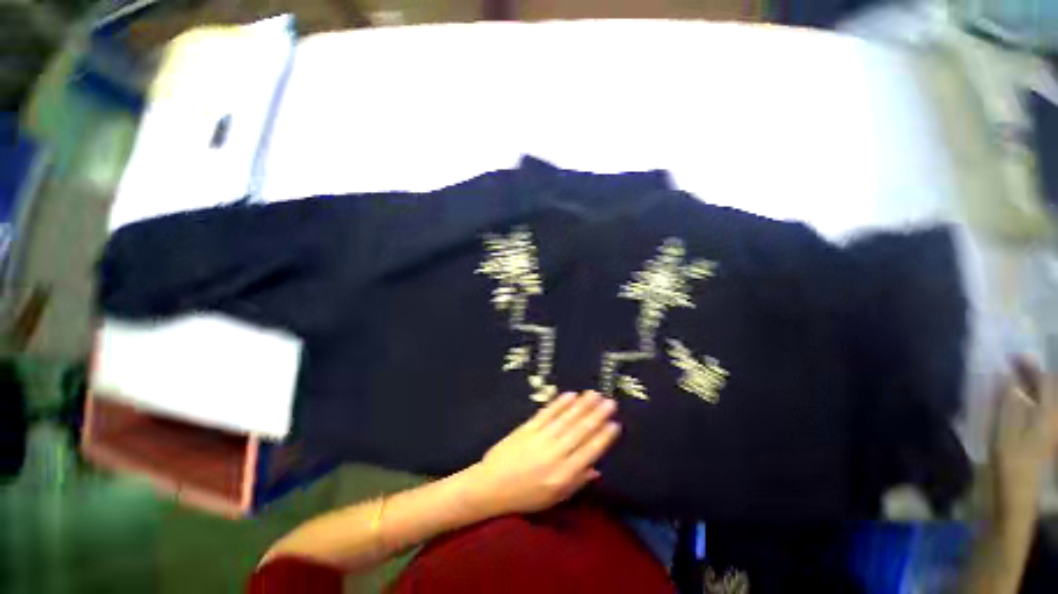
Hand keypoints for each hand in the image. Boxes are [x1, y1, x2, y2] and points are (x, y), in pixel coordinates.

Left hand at [461, 391, 620, 516]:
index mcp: (563, 475)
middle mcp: (554, 455)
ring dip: (581, 405)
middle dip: (596, 415)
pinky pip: (546, 413)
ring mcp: (540, 439)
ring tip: (594, 394)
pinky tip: (570, 395)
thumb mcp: (554, 498)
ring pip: (565, 419)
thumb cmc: (525, 496)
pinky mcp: (527, 428)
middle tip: (610, 401)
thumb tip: (597, 469)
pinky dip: (559, 404)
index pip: (589, 453)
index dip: (603, 437)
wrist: (491, 486)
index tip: (615, 424)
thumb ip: (577, 482)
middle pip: (579, 431)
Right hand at [991, 358, 1057, 525]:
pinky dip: (1022, 402)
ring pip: (1040, 401)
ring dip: (1025, 388)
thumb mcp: (1006, 436)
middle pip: (1047, 391)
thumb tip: (1006, 376)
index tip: (1010, 356)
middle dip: (1030, 374)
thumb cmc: (1009, 468)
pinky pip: (1032, 413)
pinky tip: (1006, 404)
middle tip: (1007, 365)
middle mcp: (1051, 421)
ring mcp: (1044, 433)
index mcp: (1049, 417)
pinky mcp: (1034, 442)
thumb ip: (1008, 404)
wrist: (1011, 503)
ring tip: (1005, 381)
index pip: (1047, 382)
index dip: (1030, 366)